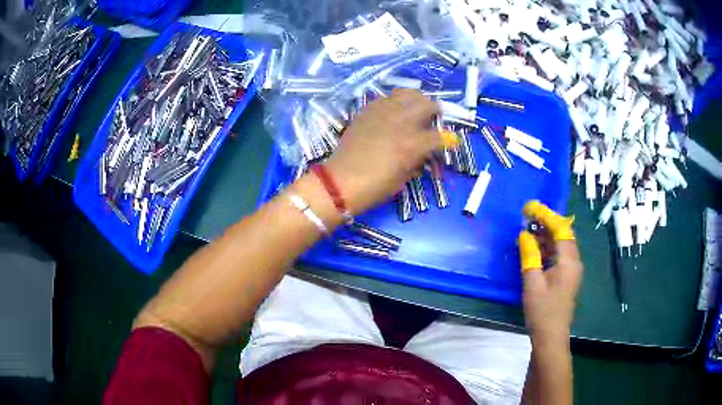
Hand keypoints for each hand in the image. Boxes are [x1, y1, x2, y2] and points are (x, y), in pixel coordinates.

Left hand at [324, 89, 440, 214]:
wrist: (340, 181)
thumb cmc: (375, 187)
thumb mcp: (404, 177)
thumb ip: (418, 159)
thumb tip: (426, 151)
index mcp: (412, 144)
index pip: (440, 136)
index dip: (449, 140)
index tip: (451, 142)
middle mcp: (400, 122)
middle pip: (427, 104)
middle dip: (436, 112)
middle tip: (434, 119)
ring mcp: (382, 113)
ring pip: (407, 94)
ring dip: (417, 101)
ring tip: (416, 110)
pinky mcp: (367, 110)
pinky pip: (387, 98)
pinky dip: (396, 102)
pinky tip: (394, 111)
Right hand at [518, 201, 582, 347]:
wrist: (551, 337)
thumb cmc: (542, 311)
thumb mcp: (532, 283)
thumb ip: (530, 256)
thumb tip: (525, 235)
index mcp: (569, 261)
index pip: (560, 229)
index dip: (546, 215)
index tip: (530, 207)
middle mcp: (574, 261)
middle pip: (563, 234)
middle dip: (546, 222)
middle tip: (527, 216)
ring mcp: (572, 269)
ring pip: (561, 244)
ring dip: (546, 235)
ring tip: (528, 229)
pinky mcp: (567, 276)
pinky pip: (559, 254)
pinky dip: (547, 247)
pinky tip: (535, 248)